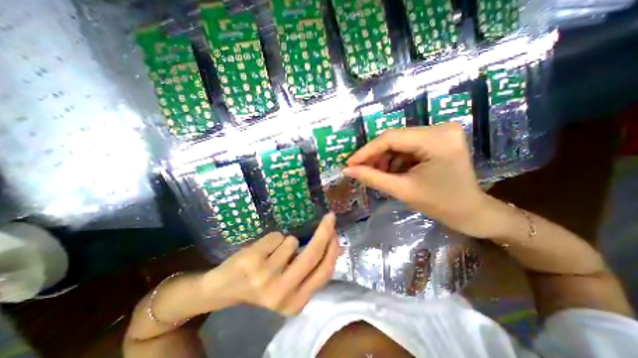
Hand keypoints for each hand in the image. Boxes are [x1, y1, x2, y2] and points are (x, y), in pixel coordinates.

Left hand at [200, 212, 340, 315]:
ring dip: (286, 241)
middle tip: (330, 217)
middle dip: (325, 232)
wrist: (223, 289)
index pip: (323, 272)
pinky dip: (273, 239)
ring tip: (272, 252)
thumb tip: (336, 247)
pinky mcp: (252, 261)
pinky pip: (277, 236)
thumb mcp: (290, 283)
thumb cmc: (262, 284)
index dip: (332, 249)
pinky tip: (260, 251)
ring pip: (292, 242)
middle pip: (312, 255)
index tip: (335, 232)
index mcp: (295, 302)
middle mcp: (282, 293)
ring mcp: (265, 277)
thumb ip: (310, 269)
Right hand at [347, 124, 495, 237]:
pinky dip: (394, 159)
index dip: (366, 151)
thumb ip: (372, 177)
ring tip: (375, 174)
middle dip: (374, 156)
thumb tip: (347, 170)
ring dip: (384, 158)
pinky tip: (389, 171)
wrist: (471, 212)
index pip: (390, 138)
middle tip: (359, 170)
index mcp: (436, 140)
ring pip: (398, 142)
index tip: (349, 164)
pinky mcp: (437, 139)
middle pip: (394, 138)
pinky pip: (407, 146)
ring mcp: (440, 132)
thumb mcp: (403, 190)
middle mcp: (440, 128)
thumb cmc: (441, 205)